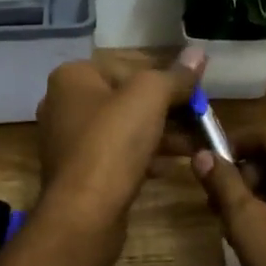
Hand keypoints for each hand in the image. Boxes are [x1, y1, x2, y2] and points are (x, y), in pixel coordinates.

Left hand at [35, 49, 204, 265]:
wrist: (84, 213)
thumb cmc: (112, 142)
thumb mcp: (150, 97)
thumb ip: (175, 76)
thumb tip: (198, 52)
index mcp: (72, 78)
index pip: (129, 67)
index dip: (166, 79)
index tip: (196, 94)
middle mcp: (64, 104)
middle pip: (127, 99)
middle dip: (167, 110)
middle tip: (201, 120)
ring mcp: (69, 141)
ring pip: (125, 130)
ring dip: (162, 135)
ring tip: (197, 145)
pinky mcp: (79, 173)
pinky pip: (118, 156)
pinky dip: (145, 157)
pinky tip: (173, 167)